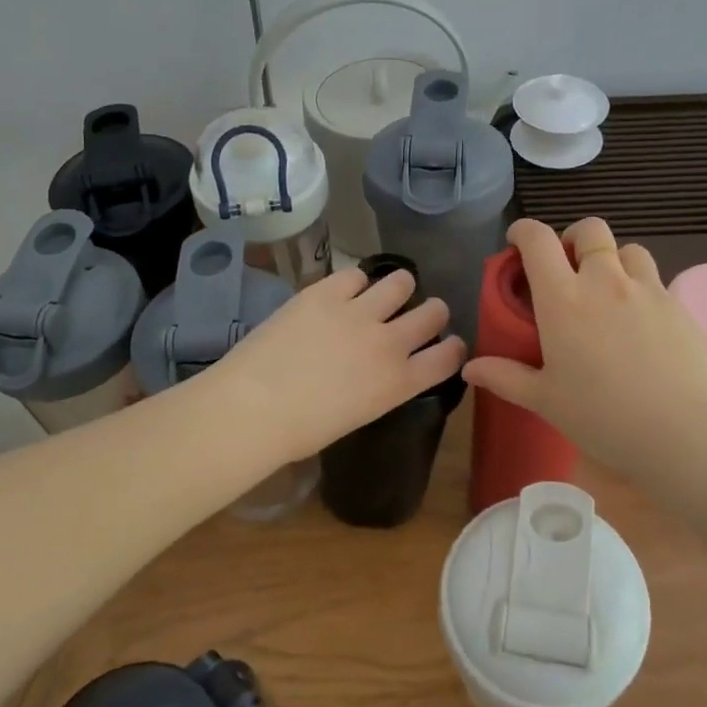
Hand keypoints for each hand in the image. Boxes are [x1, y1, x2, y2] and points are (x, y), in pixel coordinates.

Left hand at [215, 266, 466, 464]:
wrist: (254, 407)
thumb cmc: (300, 431)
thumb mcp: (358, 414)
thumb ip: (380, 386)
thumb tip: (378, 370)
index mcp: (399, 383)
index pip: (449, 357)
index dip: (453, 347)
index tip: (448, 343)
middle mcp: (389, 343)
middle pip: (434, 312)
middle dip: (431, 311)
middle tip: (417, 314)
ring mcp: (359, 313)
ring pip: (401, 281)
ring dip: (398, 287)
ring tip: (383, 294)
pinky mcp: (326, 292)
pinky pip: (355, 274)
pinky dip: (353, 283)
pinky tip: (342, 292)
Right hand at [462, 218, 706, 473]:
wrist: (682, 434)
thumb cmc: (602, 417)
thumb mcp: (545, 400)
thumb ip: (505, 377)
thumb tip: (469, 368)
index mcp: (563, 299)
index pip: (538, 240)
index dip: (524, 231)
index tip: (517, 242)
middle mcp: (604, 282)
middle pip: (590, 230)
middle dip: (573, 237)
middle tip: (567, 265)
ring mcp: (646, 290)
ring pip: (627, 249)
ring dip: (611, 259)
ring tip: (607, 290)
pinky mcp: (678, 306)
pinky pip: (654, 280)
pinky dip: (640, 287)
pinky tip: (639, 322)